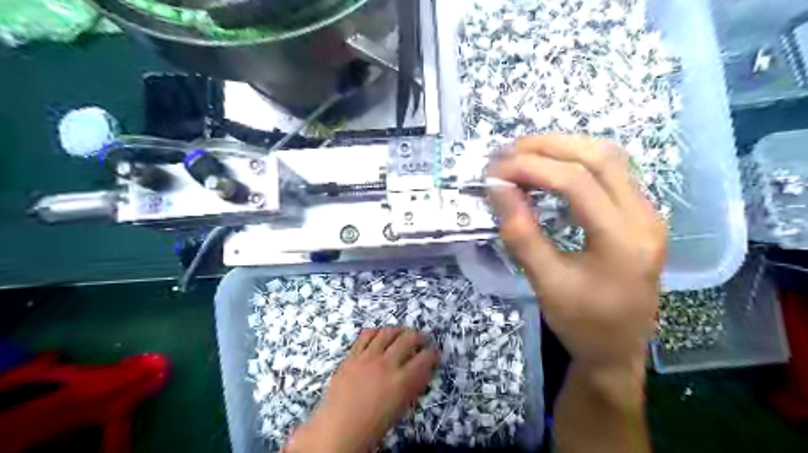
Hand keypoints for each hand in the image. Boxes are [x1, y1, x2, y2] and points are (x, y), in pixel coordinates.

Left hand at [291, 329, 439, 452]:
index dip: (433, 354)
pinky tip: (381, 334)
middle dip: (420, 337)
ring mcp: (367, 357)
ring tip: (403, 333)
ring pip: (388, 332)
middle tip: (423, 339)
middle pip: (408, 338)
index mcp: (401, 381)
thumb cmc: (373, 425)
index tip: (434, 353)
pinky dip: (377, 332)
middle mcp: (386, 364)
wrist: (339, 428)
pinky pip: (366, 335)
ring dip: (399, 330)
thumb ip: (413, 386)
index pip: (425, 358)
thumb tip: (424, 370)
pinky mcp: (352, 355)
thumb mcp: (401, 408)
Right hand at [486, 134, 669, 367]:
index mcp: (623, 240)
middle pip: (599, 157)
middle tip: (507, 152)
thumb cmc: (581, 324)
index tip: (494, 170)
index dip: (531, 168)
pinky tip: (550, 169)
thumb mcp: (545, 283)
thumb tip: (497, 188)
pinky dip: (575, 161)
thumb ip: (521, 233)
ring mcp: (647, 213)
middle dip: (548, 146)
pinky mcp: (639, 215)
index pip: (576, 182)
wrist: (618, 350)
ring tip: (524, 154)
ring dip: (564, 148)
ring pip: (609, 158)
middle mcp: (645, 217)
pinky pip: (610, 172)